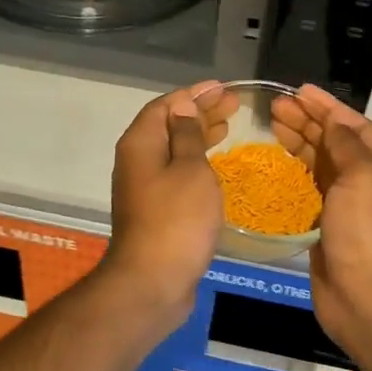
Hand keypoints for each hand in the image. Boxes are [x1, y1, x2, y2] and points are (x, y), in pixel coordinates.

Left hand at [102, 81, 236, 322]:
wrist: (153, 282)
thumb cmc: (177, 219)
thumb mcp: (190, 169)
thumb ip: (188, 135)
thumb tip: (182, 106)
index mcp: (141, 143)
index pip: (167, 105)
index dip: (194, 94)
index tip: (223, 88)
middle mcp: (137, 160)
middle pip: (169, 125)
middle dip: (200, 112)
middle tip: (234, 105)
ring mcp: (144, 187)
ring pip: (173, 150)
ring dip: (199, 136)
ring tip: (228, 126)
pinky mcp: (155, 210)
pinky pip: (176, 172)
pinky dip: (196, 162)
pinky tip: (215, 165)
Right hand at [270, 84, 371, 351]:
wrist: (367, 299)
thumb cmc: (369, 232)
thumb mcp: (364, 177)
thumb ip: (347, 144)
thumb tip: (333, 121)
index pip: (355, 125)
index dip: (326, 106)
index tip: (298, 91)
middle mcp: (371, 180)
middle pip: (336, 141)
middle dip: (307, 121)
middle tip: (275, 106)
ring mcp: (349, 203)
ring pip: (321, 161)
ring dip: (299, 141)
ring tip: (272, 124)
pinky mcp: (328, 223)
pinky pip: (310, 186)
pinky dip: (295, 169)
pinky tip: (277, 159)